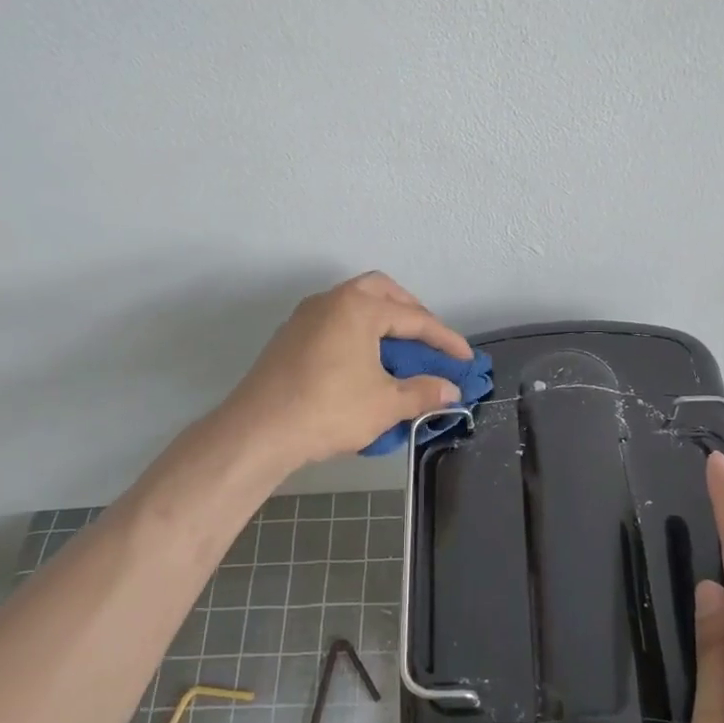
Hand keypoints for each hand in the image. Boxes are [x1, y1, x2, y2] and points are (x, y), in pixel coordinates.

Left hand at [224, 272, 472, 468]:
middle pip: (381, 291)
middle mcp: (331, 300)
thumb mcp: (385, 404)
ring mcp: (305, 316)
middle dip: (411, 312)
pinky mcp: (289, 337)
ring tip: (400, 349)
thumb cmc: (328, 410)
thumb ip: (423, 392)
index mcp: (358, 307)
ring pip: (353, 303)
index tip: (465, 359)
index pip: (414, 318)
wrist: (258, 431)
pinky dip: (357, 332)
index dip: (445, 339)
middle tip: (428, 339)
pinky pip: (334, 321)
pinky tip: (363, 361)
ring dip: (381, 319)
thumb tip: (451, 391)